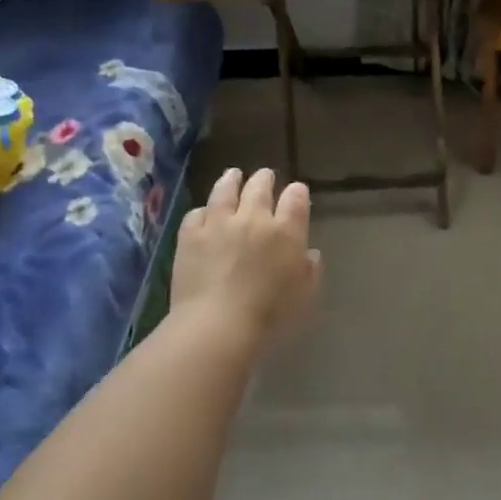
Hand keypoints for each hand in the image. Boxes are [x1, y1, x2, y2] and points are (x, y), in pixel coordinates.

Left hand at [170, 167, 322, 354]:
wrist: (217, 324)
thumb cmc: (269, 316)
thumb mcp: (304, 297)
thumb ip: (310, 272)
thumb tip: (309, 254)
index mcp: (286, 232)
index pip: (296, 199)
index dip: (298, 192)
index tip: (297, 192)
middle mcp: (254, 218)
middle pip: (260, 187)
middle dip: (265, 179)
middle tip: (265, 176)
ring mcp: (219, 223)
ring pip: (225, 190)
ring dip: (231, 180)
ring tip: (233, 174)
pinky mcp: (191, 235)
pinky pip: (197, 213)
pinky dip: (203, 211)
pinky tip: (204, 213)